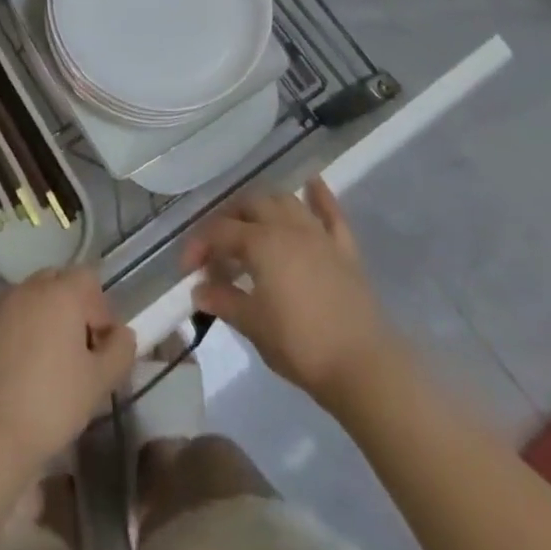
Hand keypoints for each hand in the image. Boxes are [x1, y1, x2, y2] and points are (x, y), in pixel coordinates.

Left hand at [0, 266, 136, 474]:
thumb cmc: (53, 402)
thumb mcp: (100, 382)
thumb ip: (120, 351)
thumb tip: (122, 334)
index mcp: (60, 292)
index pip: (88, 279)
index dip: (100, 309)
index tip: (101, 346)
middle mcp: (28, 288)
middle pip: (57, 283)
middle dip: (71, 309)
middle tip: (77, 352)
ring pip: (28, 300)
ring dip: (41, 319)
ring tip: (46, 363)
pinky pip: (5, 323)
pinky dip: (15, 336)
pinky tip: (17, 374)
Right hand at [183, 180, 399, 404]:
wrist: (363, 366)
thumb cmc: (300, 346)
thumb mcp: (253, 326)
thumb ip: (224, 301)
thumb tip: (198, 289)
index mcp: (260, 242)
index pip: (219, 232)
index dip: (199, 246)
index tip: (187, 270)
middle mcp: (287, 227)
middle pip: (250, 205)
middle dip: (228, 220)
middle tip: (218, 250)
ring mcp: (318, 234)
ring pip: (285, 201)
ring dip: (264, 205)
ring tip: (252, 224)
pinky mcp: (344, 249)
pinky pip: (330, 213)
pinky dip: (319, 196)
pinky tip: (312, 183)